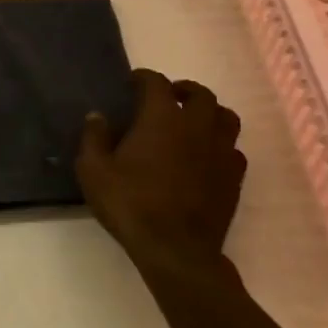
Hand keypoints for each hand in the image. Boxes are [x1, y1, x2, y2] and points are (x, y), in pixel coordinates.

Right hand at [76, 69, 246, 281]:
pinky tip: (207, 155)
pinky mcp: (234, 176)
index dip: (143, 78)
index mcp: (162, 117)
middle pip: (200, 94)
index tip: (132, 82)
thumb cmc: (130, 204)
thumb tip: (97, 116)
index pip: (156, 83)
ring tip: (193, 121)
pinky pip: (234, 148)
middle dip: (183, 89)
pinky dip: (221, 144)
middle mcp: (197, 126)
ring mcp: (221, 151)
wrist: (176, 249)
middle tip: (168, 96)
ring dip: (209, 112)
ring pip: (225, 117)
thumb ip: (94, 138)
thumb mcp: (94, 171)